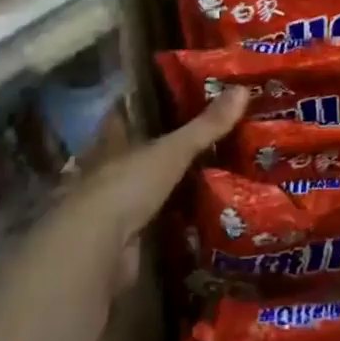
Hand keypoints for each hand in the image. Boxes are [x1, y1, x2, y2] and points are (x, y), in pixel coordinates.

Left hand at [53, 87, 247, 291]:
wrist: (96, 251)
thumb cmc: (127, 186)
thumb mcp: (173, 151)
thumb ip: (206, 126)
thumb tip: (243, 89)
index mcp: (111, 144)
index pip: (123, 117)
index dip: (141, 107)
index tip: (168, 97)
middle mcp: (106, 172)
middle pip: (134, 154)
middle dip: (158, 150)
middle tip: (201, 139)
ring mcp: (111, 208)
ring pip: (142, 189)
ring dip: (164, 188)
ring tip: (207, 177)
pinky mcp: (120, 241)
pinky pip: (151, 224)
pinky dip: (168, 221)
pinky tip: (194, 217)